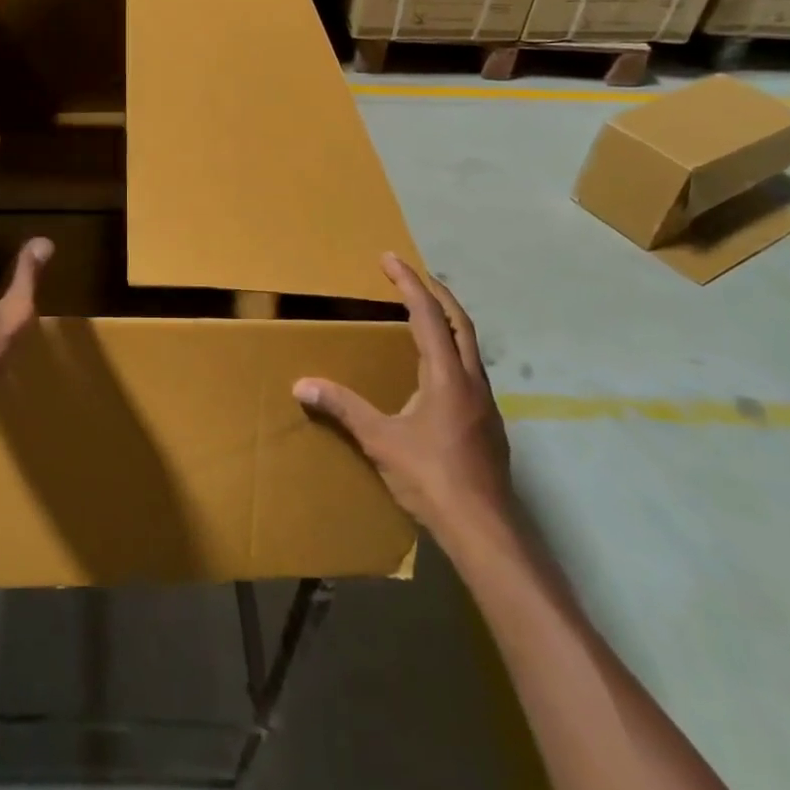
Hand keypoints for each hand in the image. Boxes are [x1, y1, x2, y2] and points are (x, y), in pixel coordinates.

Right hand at [294, 253, 513, 544]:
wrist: (485, 531)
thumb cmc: (432, 478)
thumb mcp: (380, 440)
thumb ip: (343, 408)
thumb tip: (301, 384)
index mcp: (446, 375)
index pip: (428, 314)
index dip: (408, 282)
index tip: (389, 258)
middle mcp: (471, 380)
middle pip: (459, 321)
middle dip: (436, 292)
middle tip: (410, 276)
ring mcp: (485, 403)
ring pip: (469, 346)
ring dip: (447, 321)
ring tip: (422, 315)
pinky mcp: (488, 424)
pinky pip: (469, 370)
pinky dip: (451, 350)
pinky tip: (435, 371)